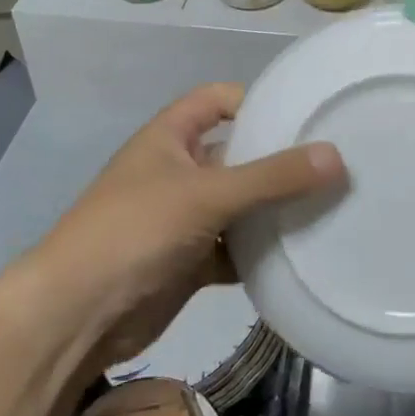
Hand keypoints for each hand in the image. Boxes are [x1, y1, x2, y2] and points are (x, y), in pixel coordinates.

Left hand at [34, 84, 344, 367]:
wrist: (77, 315)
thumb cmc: (135, 231)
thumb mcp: (207, 195)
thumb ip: (272, 177)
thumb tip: (337, 156)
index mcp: (170, 137)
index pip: (217, 100)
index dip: (255, 101)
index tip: (304, 115)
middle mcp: (177, 171)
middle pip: (236, 155)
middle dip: (278, 160)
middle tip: (336, 166)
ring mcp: (182, 218)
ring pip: (239, 205)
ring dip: (274, 210)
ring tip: (331, 208)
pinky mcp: (189, 261)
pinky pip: (234, 248)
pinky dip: (260, 252)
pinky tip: (300, 256)